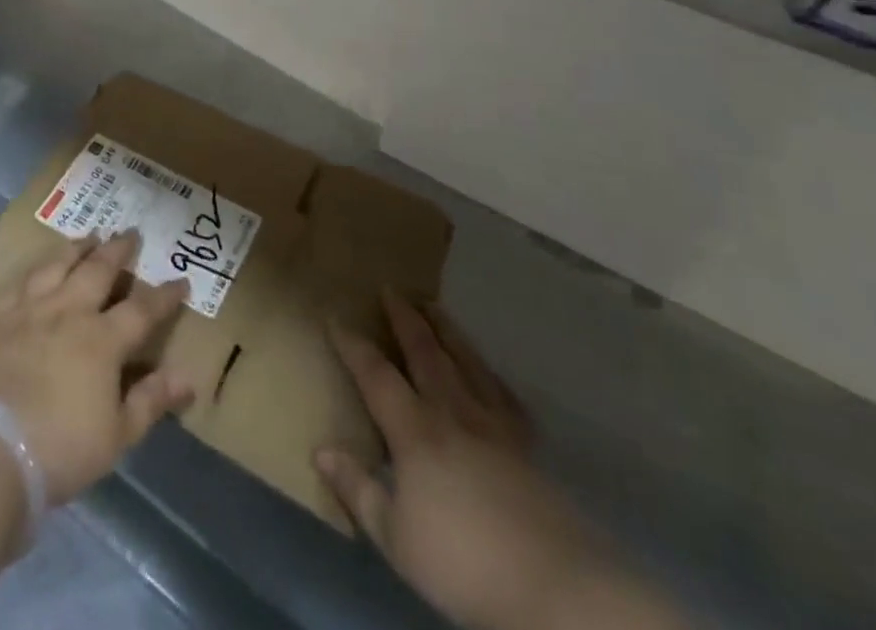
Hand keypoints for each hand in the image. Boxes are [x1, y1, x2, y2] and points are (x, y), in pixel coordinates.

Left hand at [0, 230, 195, 503]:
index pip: (142, 310)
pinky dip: (34, 270)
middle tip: (131, 233)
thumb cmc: (60, 448)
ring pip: (59, 265)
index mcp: (103, 340)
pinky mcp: (0, 319)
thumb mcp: (117, 436)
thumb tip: (188, 378)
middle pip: (98, 270)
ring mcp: (32, 310)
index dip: (164, 296)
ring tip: (89, 236)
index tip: (181, 281)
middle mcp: (70, 312)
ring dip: (78, 247)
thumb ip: (151, 401)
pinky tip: (39, 267)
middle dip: (118, 250)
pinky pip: (20, 283)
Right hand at [318, 293, 638, 629]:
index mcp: (415, 431)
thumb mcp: (395, 538)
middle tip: (391, 289)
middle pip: (424, 353)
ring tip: (433, 305)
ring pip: (465, 361)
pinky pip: (503, 394)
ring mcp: (493, 425)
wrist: (554, 587)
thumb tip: (321, 448)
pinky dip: (489, 373)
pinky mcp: (526, 446)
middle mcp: (452, 413)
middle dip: (404, 319)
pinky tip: (487, 369)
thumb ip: (357, 490)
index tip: (334, 316)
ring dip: (446, 330)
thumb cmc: (463, 563)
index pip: (376, 375)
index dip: (353, 345)